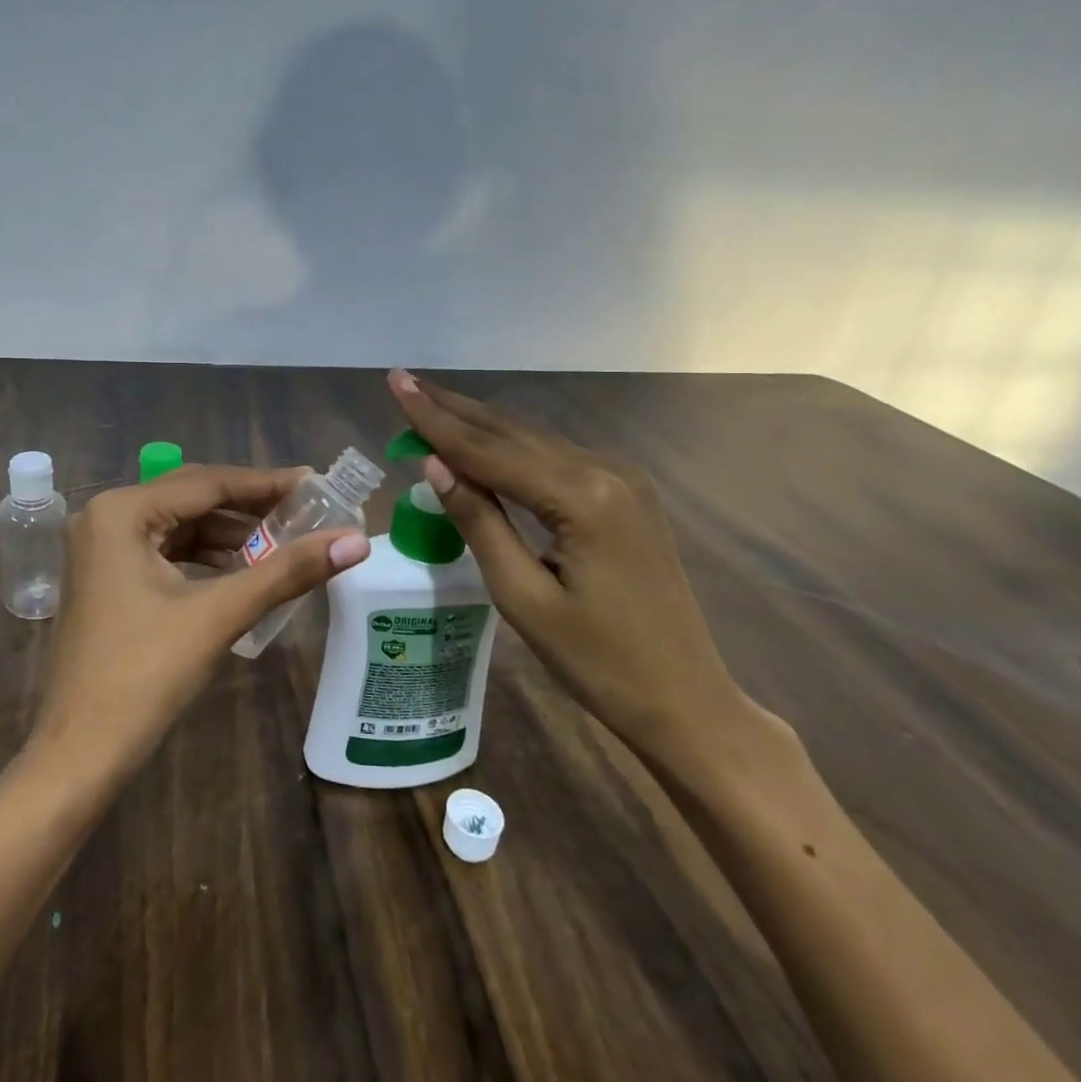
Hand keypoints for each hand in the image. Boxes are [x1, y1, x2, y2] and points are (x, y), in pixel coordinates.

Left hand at [28, 465, 369, 782]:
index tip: (315, 482)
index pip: (206, 483)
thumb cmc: (145, 675)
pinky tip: (241, 569)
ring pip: (178, 525)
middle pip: (191, 498)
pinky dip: (204, 557)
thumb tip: (356, 541)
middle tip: (306, 510)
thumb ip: (287, 571)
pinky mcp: (106, 577)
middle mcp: (104, 517)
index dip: (265, 483)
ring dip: (228, 533)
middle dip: (248, 507)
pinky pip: (164, 551)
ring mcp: (100, 548)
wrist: (81, 752)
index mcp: (121, 511)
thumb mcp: (219, 614)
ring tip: (284, 541)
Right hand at [388, 369, 752, 765]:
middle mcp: (605, 471)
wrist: (685, 700)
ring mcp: (621, 480)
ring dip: (478, 424)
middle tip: (404, 381)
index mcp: (581, 497)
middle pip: (511, 432)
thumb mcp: (522, 596)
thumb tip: (433, 464)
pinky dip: (509, 447)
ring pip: (532, 440)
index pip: (487, 449)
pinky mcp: (625, 495)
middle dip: (452, 408)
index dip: (434, 419)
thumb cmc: (596, 661)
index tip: (395, 384)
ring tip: (429, 403)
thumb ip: (478, 522)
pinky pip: (553, 458)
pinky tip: (481, 442)